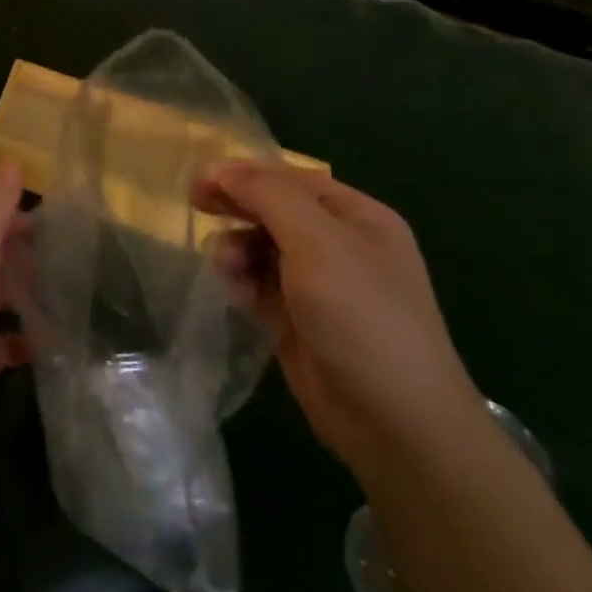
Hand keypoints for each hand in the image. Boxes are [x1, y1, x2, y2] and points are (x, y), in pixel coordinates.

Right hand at [195, 161, 484, 483]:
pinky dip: (244, 283)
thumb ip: (268, 196)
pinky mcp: (300, 320)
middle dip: (238, 206)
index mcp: (358, 217)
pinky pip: (261, 285)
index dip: (246, 174)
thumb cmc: (361, 315)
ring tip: (226, 266)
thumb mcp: (317, 242)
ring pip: (263, 247)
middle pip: (276, 210)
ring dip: (238, 248)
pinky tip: (238, 295)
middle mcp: (341, 245)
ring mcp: (321, 285)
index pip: (292, 179)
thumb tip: (222, 168)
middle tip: (196, 205)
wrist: (394, 422)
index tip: (202, 181)